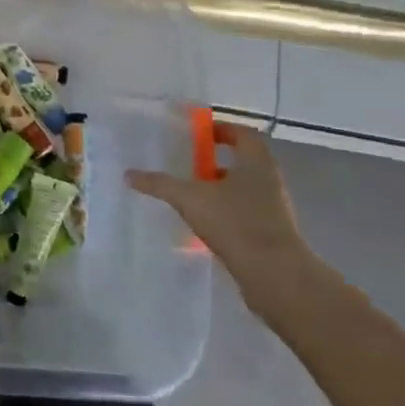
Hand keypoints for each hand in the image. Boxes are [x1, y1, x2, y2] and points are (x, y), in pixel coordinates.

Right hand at [126, 124, 320, 309]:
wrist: (276, 276)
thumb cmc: (236, 223)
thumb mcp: (190, 199)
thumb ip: (160, 184)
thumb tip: (128, 174)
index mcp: (257, 163)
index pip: (243, 134)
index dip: (222, 129)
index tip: (199, 135)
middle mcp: (270, 181)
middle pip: (243, 162)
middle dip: (215, 163)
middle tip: (188, 166)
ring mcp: (274, 209)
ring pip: (244, 190)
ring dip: (220, 190)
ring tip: (191, 198)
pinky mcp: (272, 235)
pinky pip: (246, 215)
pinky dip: (226, 215)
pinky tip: (204, 227)